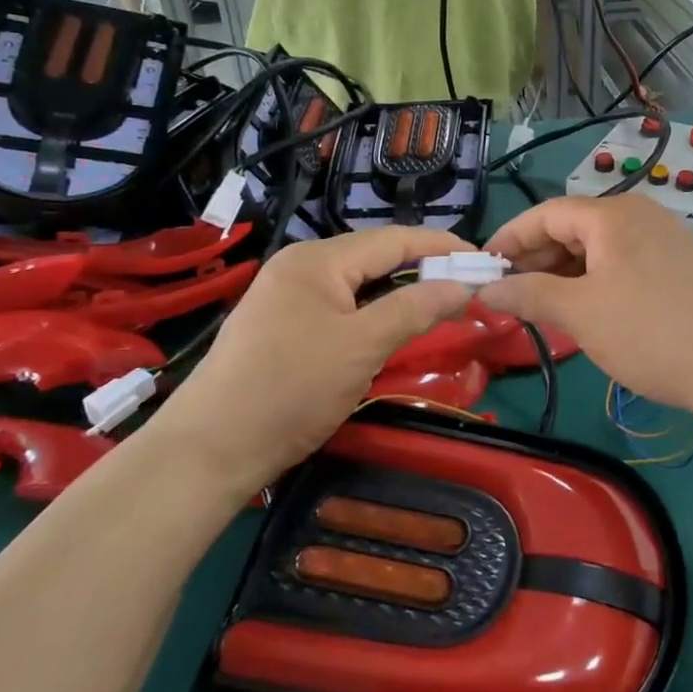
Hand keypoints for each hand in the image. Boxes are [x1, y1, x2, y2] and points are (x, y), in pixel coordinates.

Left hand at [154, 228, 474, 484]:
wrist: (209, 451)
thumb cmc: (291, 389)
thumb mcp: (362, 346)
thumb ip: (415, 308)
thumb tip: (464, 285)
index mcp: (317, 260)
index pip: (392, 239)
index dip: (441, 247)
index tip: (483, 259)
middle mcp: (300, 267)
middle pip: (374, 257)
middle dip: (422, 267)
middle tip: (467, 283)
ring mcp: (286, 297)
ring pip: (358, 284)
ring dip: (399, 290)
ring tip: (439, 300)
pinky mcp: (281, 326)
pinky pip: (340, 306)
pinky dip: (373, 310)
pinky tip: (392, 323)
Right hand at [476, 195, 692, 414]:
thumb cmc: (651, 332)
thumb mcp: (581, 313)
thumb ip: (529, 294)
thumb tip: (486, 288)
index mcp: (612, 214)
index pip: (545, 213)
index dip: (509, 239)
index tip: (482, 269)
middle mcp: (639, 215)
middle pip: (572, 228)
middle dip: (537, 260)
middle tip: (509, 296)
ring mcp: (663, 239)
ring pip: (598, 249)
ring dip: (565, 275)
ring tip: (542, 310)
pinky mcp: (679, 267)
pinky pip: (622, 264)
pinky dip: (595, 283)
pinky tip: (585, 313)